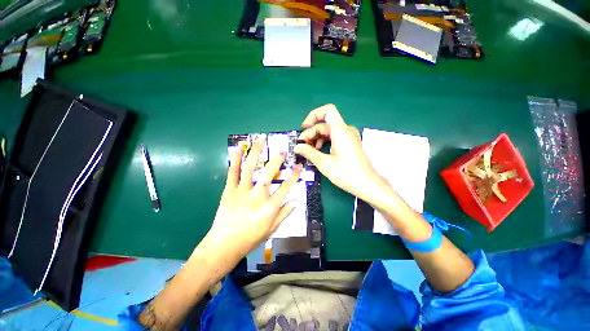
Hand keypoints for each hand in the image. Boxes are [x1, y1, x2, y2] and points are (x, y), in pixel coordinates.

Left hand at [204, 134, 301, 262]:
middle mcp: (258, 195)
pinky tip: (237, 149)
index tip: (299, 166)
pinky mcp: (229, 190)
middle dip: (277, 161)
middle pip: (269, 173)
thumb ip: (285, 213)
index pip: (286, 187)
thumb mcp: (272, 228)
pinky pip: (233, 173)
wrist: (224, 244)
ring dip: (256, 152)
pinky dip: (235, 160)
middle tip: (282, 152)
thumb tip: (297, 201)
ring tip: (260, 139)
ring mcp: (242, 191)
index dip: (294, 175)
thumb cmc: (250, 238)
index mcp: (270, 206)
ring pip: (250, 167)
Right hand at [294, 104, 386, 202]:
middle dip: (311, 133)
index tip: (304, 127)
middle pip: (324, 124)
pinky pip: (334, 137)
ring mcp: (348, 137)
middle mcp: (346, 130)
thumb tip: (297, 147)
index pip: (327, 110)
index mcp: (340, 131)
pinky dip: (324, 142)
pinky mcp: (349, 143)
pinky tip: (318, 152)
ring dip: (316, 138)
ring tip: (309, 151)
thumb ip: (309, 153)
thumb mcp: (324, 163)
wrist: (366, 184)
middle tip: (302, 146)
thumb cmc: (346, 174)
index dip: (313, 115)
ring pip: (328, 131)